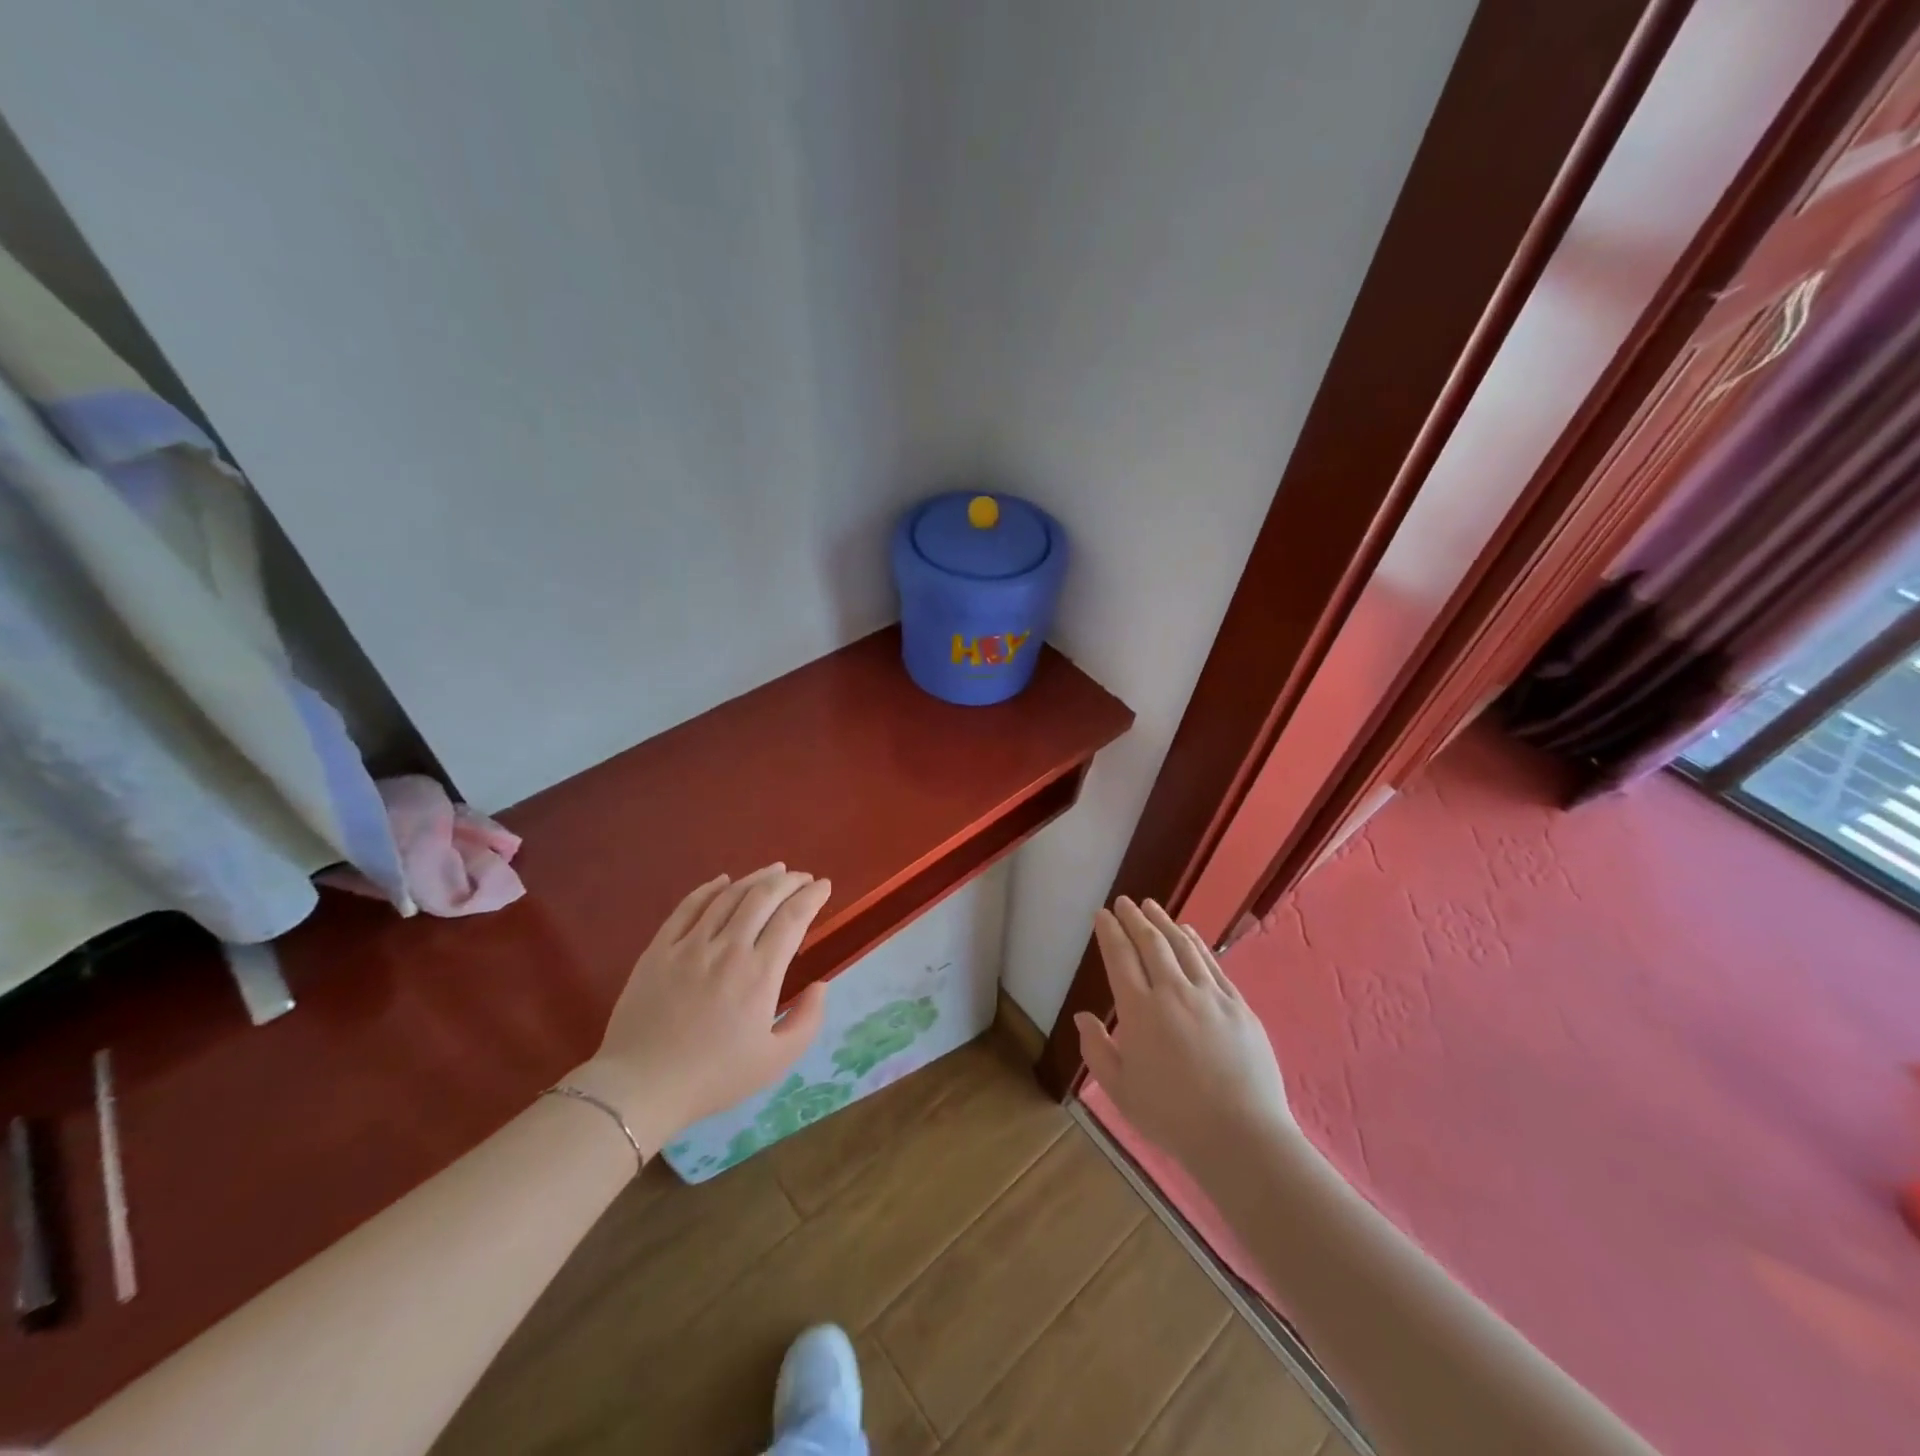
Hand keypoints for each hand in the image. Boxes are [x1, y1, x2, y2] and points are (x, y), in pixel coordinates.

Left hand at [572, 863, 831, 1158]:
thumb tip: (821, 985)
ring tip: (773, 871)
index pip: (793, 918)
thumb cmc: (713, 1078)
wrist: (641, 1087)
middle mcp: (728, 949)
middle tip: (803, 877)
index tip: (824, 886)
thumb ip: (807, 1020)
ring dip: (756, 878)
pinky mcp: (659, 948)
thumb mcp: (776, 1061)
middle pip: (764, 897)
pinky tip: (723, 881)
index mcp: (760, 974)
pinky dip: (710, 888)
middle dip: (789, 881)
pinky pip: (688, 906)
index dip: (812, 896)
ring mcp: (690, 944)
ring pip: (729, 895)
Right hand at [1075, 897, 1295, 1177]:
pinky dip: (1196, 942)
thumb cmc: (1172, 1117)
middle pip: (1151, 943)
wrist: (1240, 1135)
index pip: (1120, 957)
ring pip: (1182, 946)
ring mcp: (1209, 995)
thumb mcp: (1120, 1090)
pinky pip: (1212, 963)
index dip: (1109, 932)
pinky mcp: (1237, 1005)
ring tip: (1152, 907)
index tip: (1102, 914)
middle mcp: (1172, 992)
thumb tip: (1083, 1016)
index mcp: (1139, 1011)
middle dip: (1134, 918)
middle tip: (1124, 901)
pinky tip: (1188, 933)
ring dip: (1164, 922)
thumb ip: (1097, 1050)